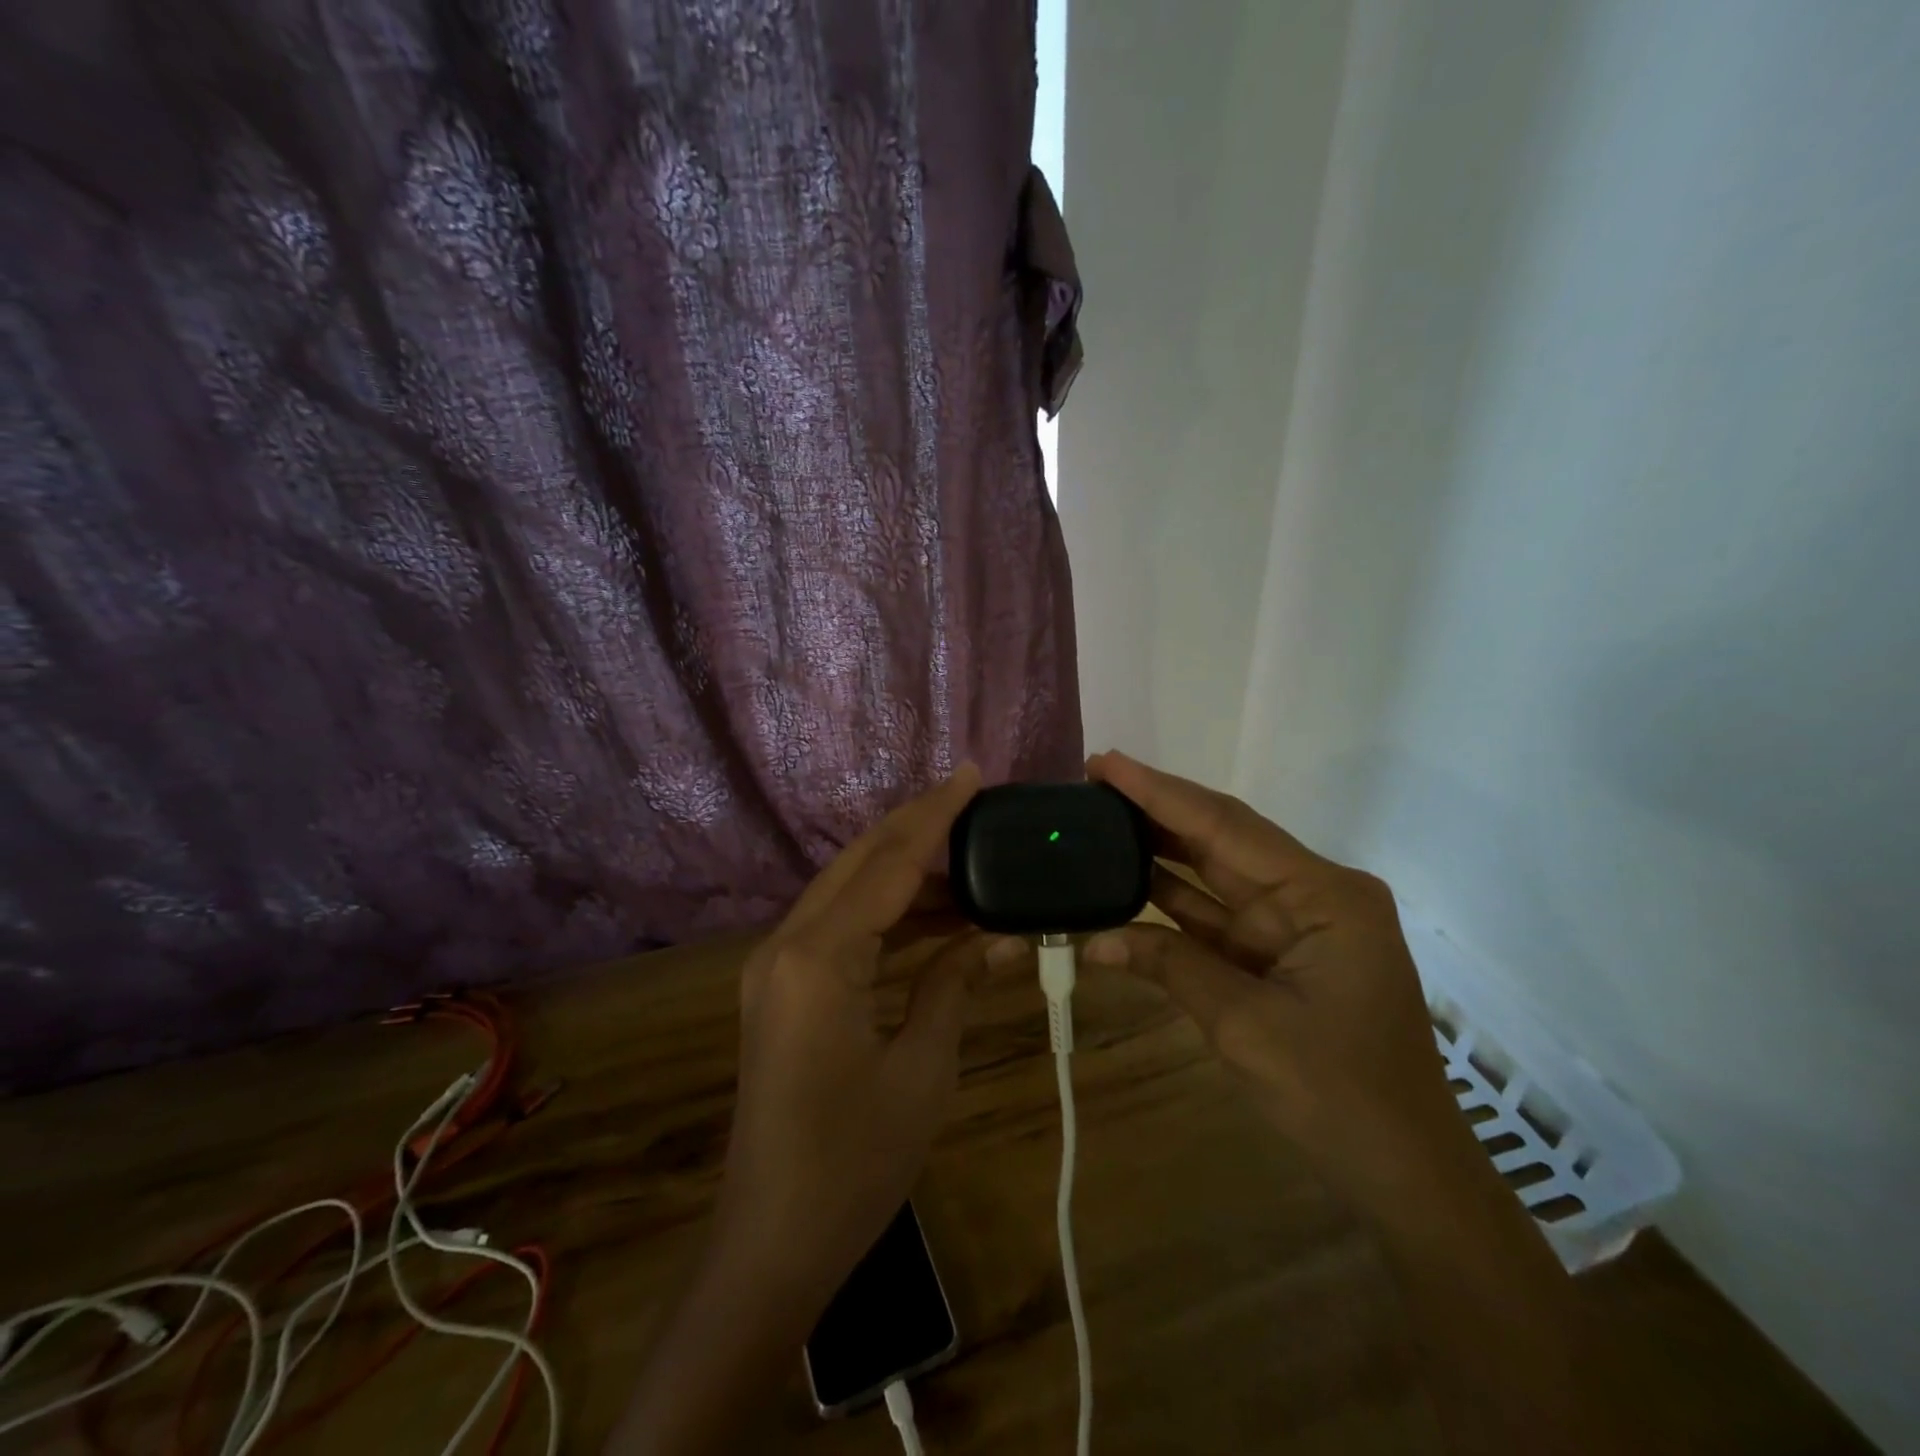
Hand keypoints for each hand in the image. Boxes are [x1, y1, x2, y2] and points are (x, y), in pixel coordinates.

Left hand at [710, 762, 1018, 1310]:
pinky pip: (841, 929)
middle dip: (917, 827)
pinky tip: (935, 919)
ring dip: (907, 876)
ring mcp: (777, 966)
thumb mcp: (922, 1068)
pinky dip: (887, 916)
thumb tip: (1002, 937)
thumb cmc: (854, 1160)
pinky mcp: (782, 989)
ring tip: (971, 863)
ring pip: (850, 892)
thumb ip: (955, 984)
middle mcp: (787, 944)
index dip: (935, 814)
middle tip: (974, 804)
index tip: (972, 774)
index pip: (889, 863)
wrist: (772, 1242)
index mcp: (819, 955)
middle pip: (861, 862)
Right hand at [1083, 751, 1473, 1211]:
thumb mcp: (1245, 1026)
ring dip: (1159, 853)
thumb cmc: (1338, 1096)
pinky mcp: (1278, 955)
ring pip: (1214, 875)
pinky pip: (1216, 917)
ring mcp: (1295, 926)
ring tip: (1098, 822)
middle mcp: (1313, 895)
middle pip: (1222, 840)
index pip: (1226, 827)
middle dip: (1156, 812)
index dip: (1160, 793)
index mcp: (1325, 895)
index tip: (1106, 762)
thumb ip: (1171, 966)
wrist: (1404, 1175)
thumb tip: (1097, 940)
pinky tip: (1125, 883)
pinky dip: (1172, 906)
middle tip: (1091, 785)